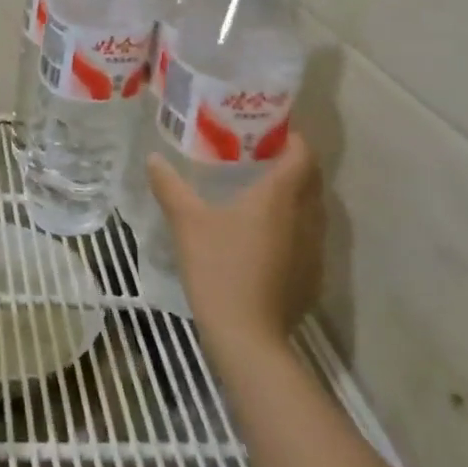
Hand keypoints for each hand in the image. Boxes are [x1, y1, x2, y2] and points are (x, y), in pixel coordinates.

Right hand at [145, 134, 322, 352]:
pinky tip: (265, 241)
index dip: (292, 138)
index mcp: (280, 196)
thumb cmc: (218, 268)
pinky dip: (293, 230)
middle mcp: (305, 217)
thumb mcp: (186, 223)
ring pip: (312, 211)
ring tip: (262, 196)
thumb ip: (170, 187)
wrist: (247, 335)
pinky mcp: (312, 277)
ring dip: (295, 198)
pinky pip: (309, 240)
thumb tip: (153, 159)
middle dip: (294, 164)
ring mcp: (313, 250)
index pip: (303, 154)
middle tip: (261, 158)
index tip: (271, 131)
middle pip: (312, 180)